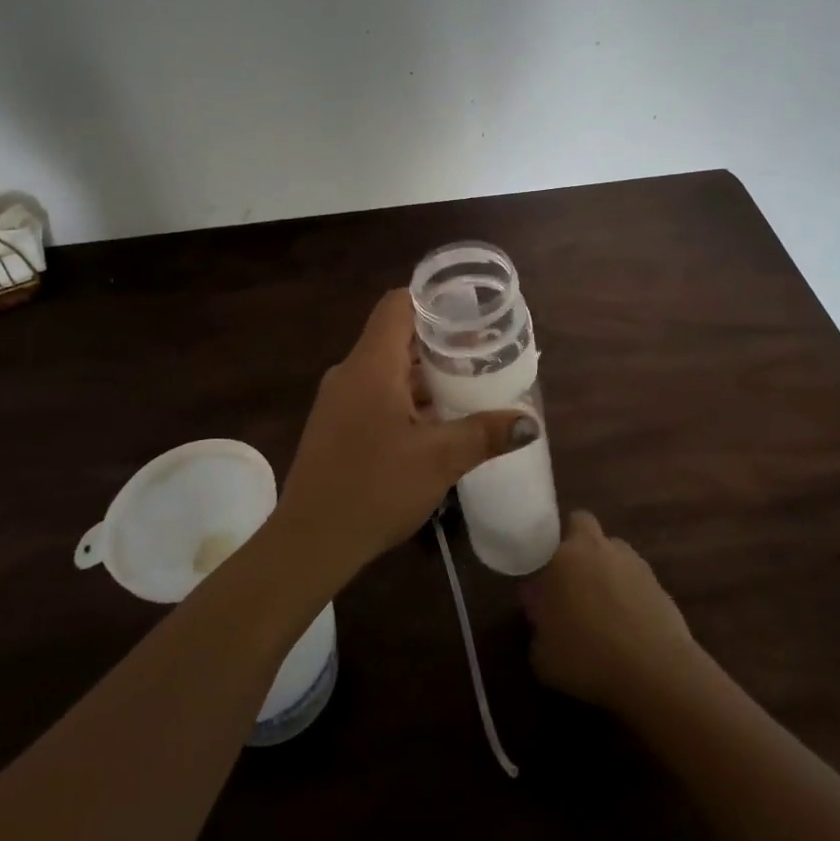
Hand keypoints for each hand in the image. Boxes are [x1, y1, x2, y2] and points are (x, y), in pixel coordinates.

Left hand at [274, 290, 534, 585]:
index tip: (470, 311)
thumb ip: (484, 434)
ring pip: (387, 367)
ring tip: (467, 384)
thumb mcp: (439, 460)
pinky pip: (375, 393)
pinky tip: (434, 420)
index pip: (398, 304)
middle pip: (396, 335)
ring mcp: (339, 399)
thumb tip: (529, 422)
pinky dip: (406, 395)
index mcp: (371, 364)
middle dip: (439, 341)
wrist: (310, 541)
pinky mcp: (336, 424)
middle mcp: (351, 371)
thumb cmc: (375, 488)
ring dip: (424, 373)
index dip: (433, 300)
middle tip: (482, 351)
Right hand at [522, 510, 694, 712]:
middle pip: (582, 524)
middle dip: (576, 543)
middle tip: (571, 580)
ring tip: (605, 607)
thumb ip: (537, 632)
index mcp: (563, 556)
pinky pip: (636, 579)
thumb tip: (543, 625)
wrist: (655, 673)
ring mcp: (632, 562)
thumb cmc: (588, 659)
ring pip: (613, 551)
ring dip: (606, 567)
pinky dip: (631, 594)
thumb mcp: (542, 658)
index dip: (544, 555)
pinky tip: (630, 626)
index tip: (543, 582)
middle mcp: (597, 548)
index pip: (547, 534)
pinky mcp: (659, 583)